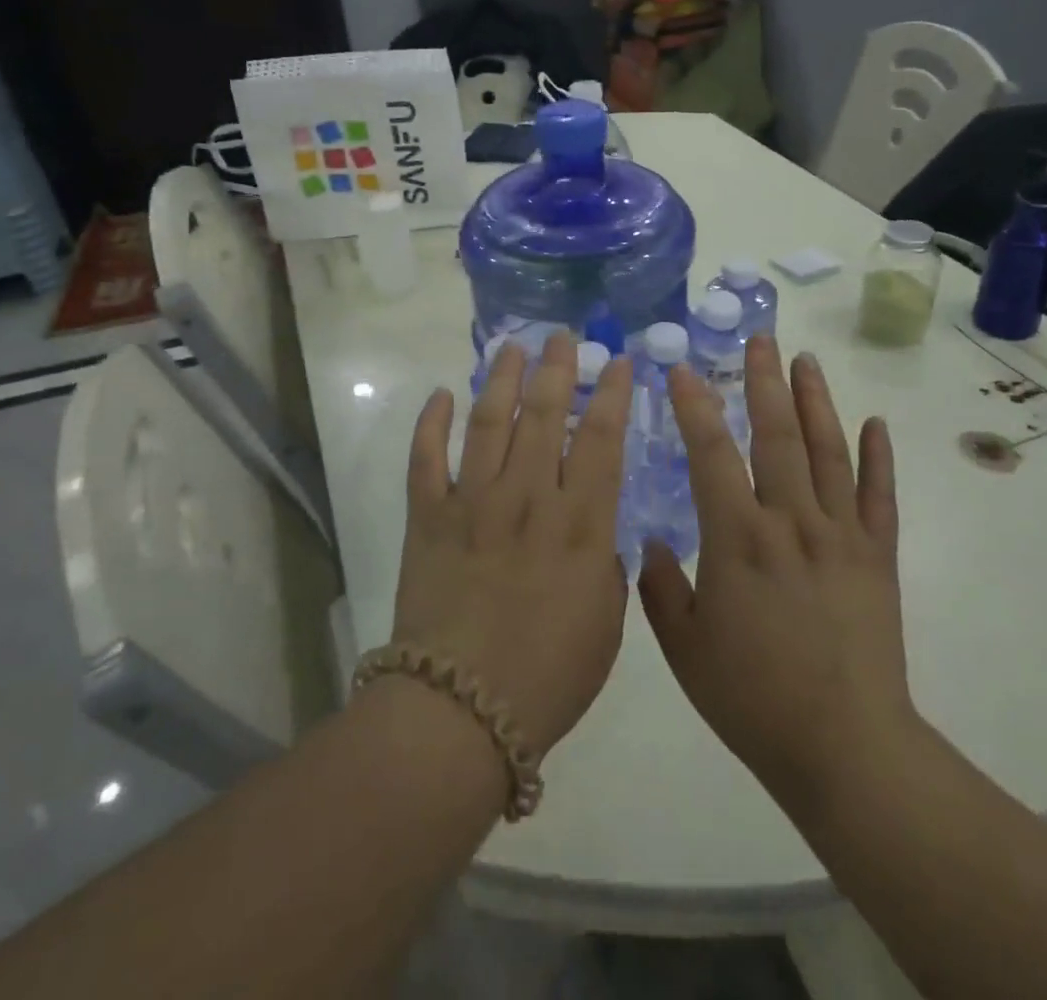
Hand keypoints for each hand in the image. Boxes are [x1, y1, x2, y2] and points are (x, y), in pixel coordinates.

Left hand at [394, 332, 633, 757]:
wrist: (460, 710)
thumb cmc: (548, 676)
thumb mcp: (606, 626)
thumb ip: (605, 569)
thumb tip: (596, 536)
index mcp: (579, 524)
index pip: (602, 440)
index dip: (613, 395)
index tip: (620, 362)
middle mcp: (528, 498)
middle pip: (546, 416)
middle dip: (558, 369)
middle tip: (564, 337)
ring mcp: (474, 503)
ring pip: (489, 423)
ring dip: (502, 381)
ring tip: (513, 349)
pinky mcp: (429, 518)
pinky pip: (426, 459)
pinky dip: (431, 423)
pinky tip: (441, 394)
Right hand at [639, 335, 920, 814]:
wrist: (845, 748)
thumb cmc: (753, 697)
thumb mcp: (684, 647)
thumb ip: (660, 587)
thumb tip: (648, 540)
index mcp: (738, 538)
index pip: (711, 452)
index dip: (694, 405)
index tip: (681, 368)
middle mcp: (791, 521)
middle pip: (777, 434)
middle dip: (764, 381)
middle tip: (761, 338)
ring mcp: (841, 535)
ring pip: (828, 451)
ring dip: (816, 401)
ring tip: (806, 360)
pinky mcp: (878, 556)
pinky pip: (880, 496)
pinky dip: (878, 457)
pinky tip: (875, 423)